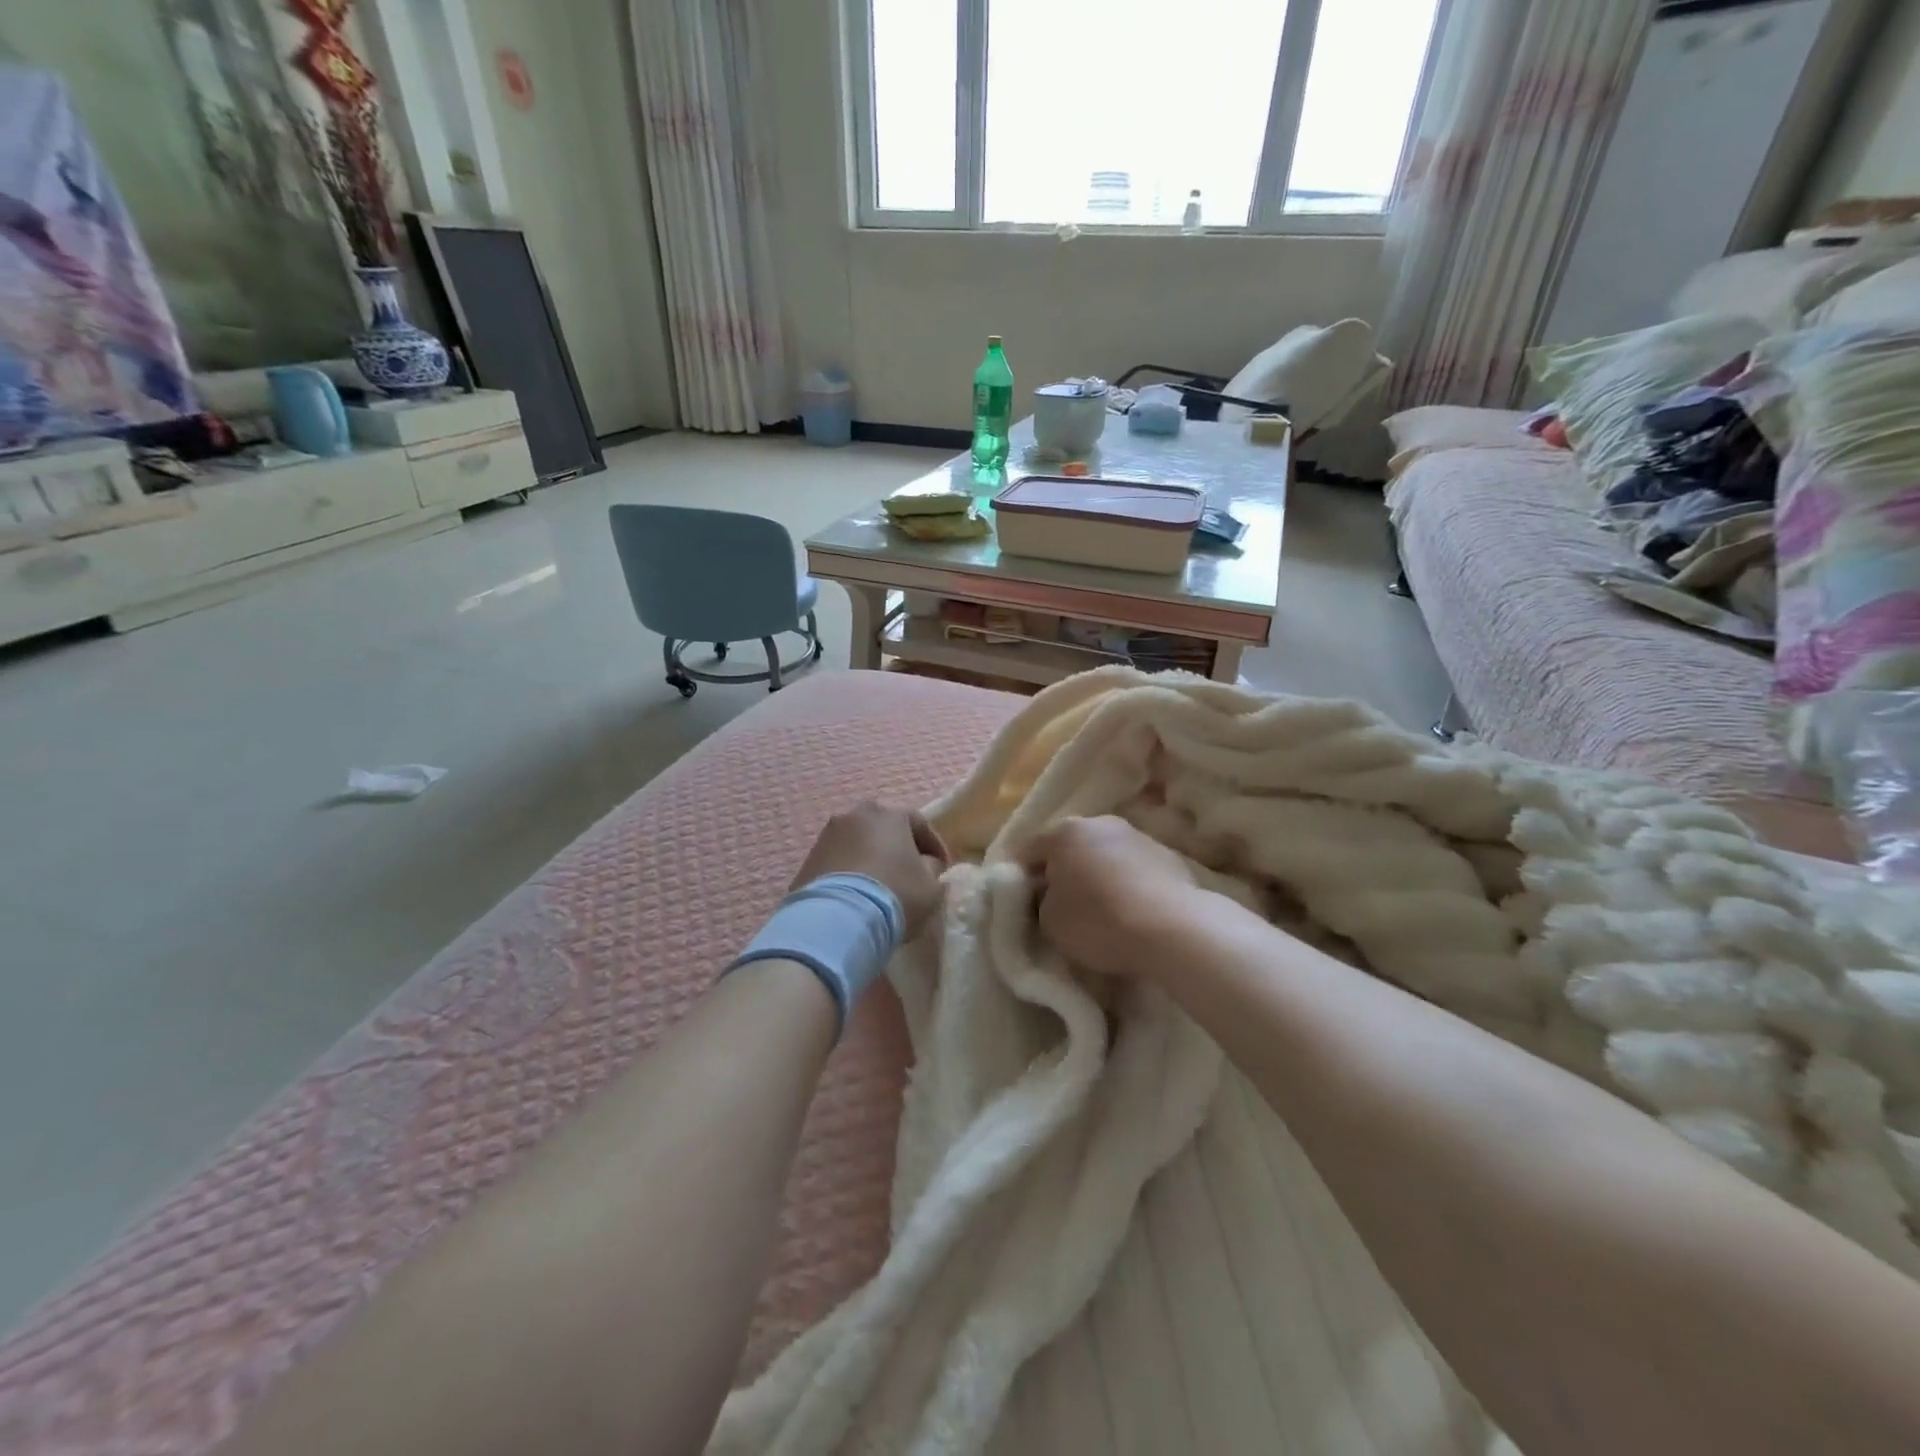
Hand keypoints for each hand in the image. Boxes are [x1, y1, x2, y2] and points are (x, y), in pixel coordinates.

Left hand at [794, 803, 949, 939]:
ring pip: (857, 842)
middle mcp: (856, 815)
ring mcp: (828, 835)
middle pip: (883, 828)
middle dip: (897, 846)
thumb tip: (925, 865)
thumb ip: (932, 869)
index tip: (941, 866)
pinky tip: (856, 894)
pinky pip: (837, 861)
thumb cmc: (895, 895)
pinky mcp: (808, 859)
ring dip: (869, 858)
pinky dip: (849, 872)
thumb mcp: (931, 886)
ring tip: (878, 885)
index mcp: (890, 814)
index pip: (919, 823)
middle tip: (907, 871)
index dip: (933, 845)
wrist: (839, 918)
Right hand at [1023, 816, 1204, 979]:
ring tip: (1100, 910)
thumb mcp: (1049, 920)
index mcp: (1065, 832)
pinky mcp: (1169, 856)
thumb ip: (1042, 901)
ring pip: (1105, 855)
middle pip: (1071, 847)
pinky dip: (1127, 884)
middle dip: (1063, 871)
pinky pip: (1134, 869)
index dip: (1021, 875)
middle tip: (1060, 904)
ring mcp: (1138, 836)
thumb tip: (1051, 894)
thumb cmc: (1098, 921)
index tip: (1023, 900)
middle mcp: (1101, 823)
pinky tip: (1131, 911)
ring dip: (1098, 875)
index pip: (1029, 850)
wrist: (1171, 928)